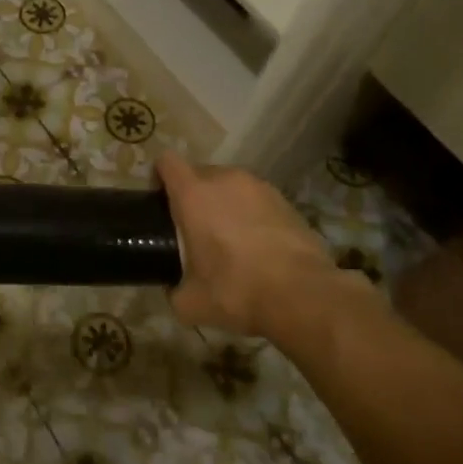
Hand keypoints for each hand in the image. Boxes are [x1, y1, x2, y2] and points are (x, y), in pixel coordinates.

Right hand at [157, 153, 371, 339]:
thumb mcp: (190, 302)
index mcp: (193, 193)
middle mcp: (225, 179)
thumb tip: (173, 289)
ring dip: (223, 203)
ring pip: (230, 185)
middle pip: (198, 172)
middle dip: (192, 194)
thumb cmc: (236, 290)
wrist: (303, 296)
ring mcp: (259, 187)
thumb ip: (173, 288)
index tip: (159, 202)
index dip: (158, 177)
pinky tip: (257, 246)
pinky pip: (256, 199)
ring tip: (229, 238)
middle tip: (193, 229)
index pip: (166, 161)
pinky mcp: (286, 200)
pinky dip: (251, 214)